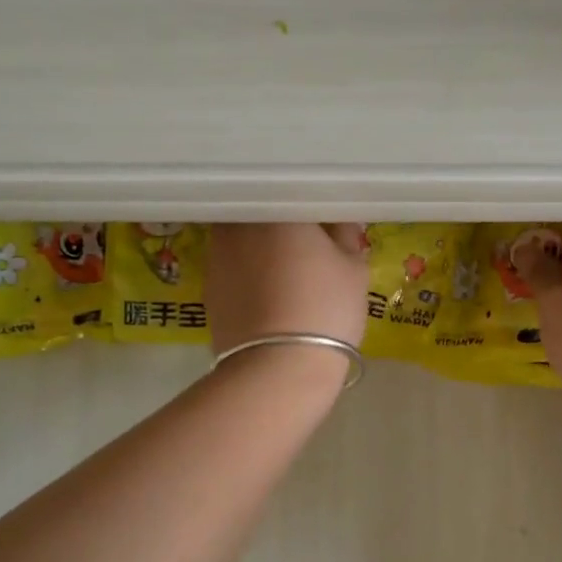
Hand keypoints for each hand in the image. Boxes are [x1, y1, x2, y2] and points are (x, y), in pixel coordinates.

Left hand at [206, 223, 370, 365]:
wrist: (277, 368)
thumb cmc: (324, 308)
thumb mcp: (354, 270)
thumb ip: (347, 237)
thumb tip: (339, 225)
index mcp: (276, 209)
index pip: (295, 193)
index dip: (313, 207)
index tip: (328, 222)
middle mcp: (239, 223)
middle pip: (263, 213)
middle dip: (282, 224)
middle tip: (308, 242)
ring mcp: (216, 255)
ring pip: (243, 239)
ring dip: (261, 247)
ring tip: (287, 269)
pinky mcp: (207, 288)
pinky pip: (233, 267)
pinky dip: (248, 272)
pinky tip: (268, 292)